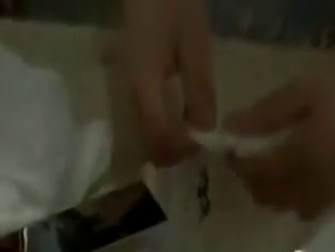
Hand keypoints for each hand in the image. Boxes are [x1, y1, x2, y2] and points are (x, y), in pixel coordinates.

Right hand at [121, 0, 216, 165]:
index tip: (201, 145)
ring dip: (167, 146)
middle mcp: (131, 99)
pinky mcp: (131, 91)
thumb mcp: (194, 42)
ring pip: (145, 138)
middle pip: (148, 144)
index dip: (180, 147)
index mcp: (144, 86)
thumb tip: (206, 131)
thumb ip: (200, 88)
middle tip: (196, 146)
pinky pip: (145, 124)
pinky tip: (179, 122)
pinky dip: (162, 132)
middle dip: (173, 153)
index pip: (159, 135)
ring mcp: (128, 96)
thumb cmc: (173, 2)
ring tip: (190, 136)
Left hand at [224, 35, 334, 218]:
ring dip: (275, 192)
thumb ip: (267, 114)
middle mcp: (314, 188)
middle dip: (254, 180)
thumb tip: (228, 131)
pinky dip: (297, 197)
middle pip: (269, 198)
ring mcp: (332, 195)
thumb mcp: (309, 86)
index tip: (230, 146)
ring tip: (278, 161)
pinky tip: (302, 172)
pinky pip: (310, 208)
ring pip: (288, 208)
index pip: (256, 174)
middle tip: (253, 153)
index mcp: (302, 160)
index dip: (238, 163)